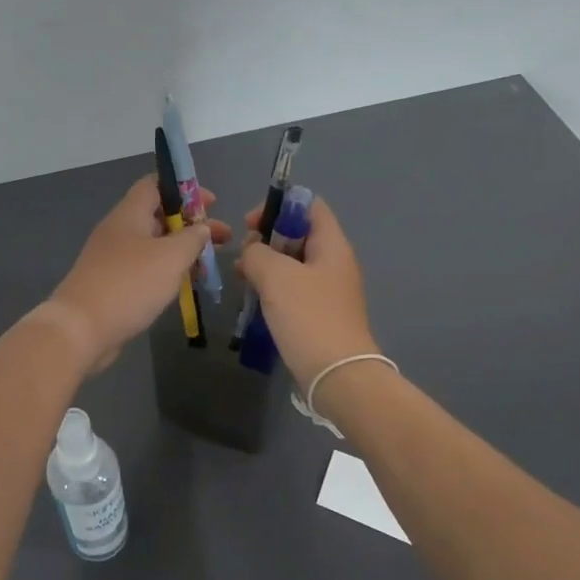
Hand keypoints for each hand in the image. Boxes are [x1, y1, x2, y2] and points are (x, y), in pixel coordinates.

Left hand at [46, 176, 230, 374]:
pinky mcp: (112, 284)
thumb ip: (192, 239)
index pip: (155, 185)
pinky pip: (145, 268)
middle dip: (191, 225)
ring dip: (182, 251)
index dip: (184, 189)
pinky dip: (167, 271)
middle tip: (222, 239)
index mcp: (129, 214)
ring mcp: (113, 258)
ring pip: (154, 245)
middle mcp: (119, 231)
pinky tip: (185, 285)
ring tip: (209, 265)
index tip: (211, 203)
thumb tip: (201, 228)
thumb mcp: (170, 257)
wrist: (81, 329)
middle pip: (158, 216)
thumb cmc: (130, 284)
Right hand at [236, 196, 378, 385]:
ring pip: (293, 263)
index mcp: (332, 245)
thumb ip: (257, 252)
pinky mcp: (319, 313)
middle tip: (244, 255)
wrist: (337, 375)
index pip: (310, 205)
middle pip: (299, 233)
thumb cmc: (308, 316)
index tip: (251, 223)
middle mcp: (334, 262)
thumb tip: (251, 251)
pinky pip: (293, 288)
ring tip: (242, 276)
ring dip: (266, 264)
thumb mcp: (276, 276)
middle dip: (267, 237)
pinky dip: (273, 287)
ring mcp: (328, 289)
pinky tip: (254, 298)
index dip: (279, 205)